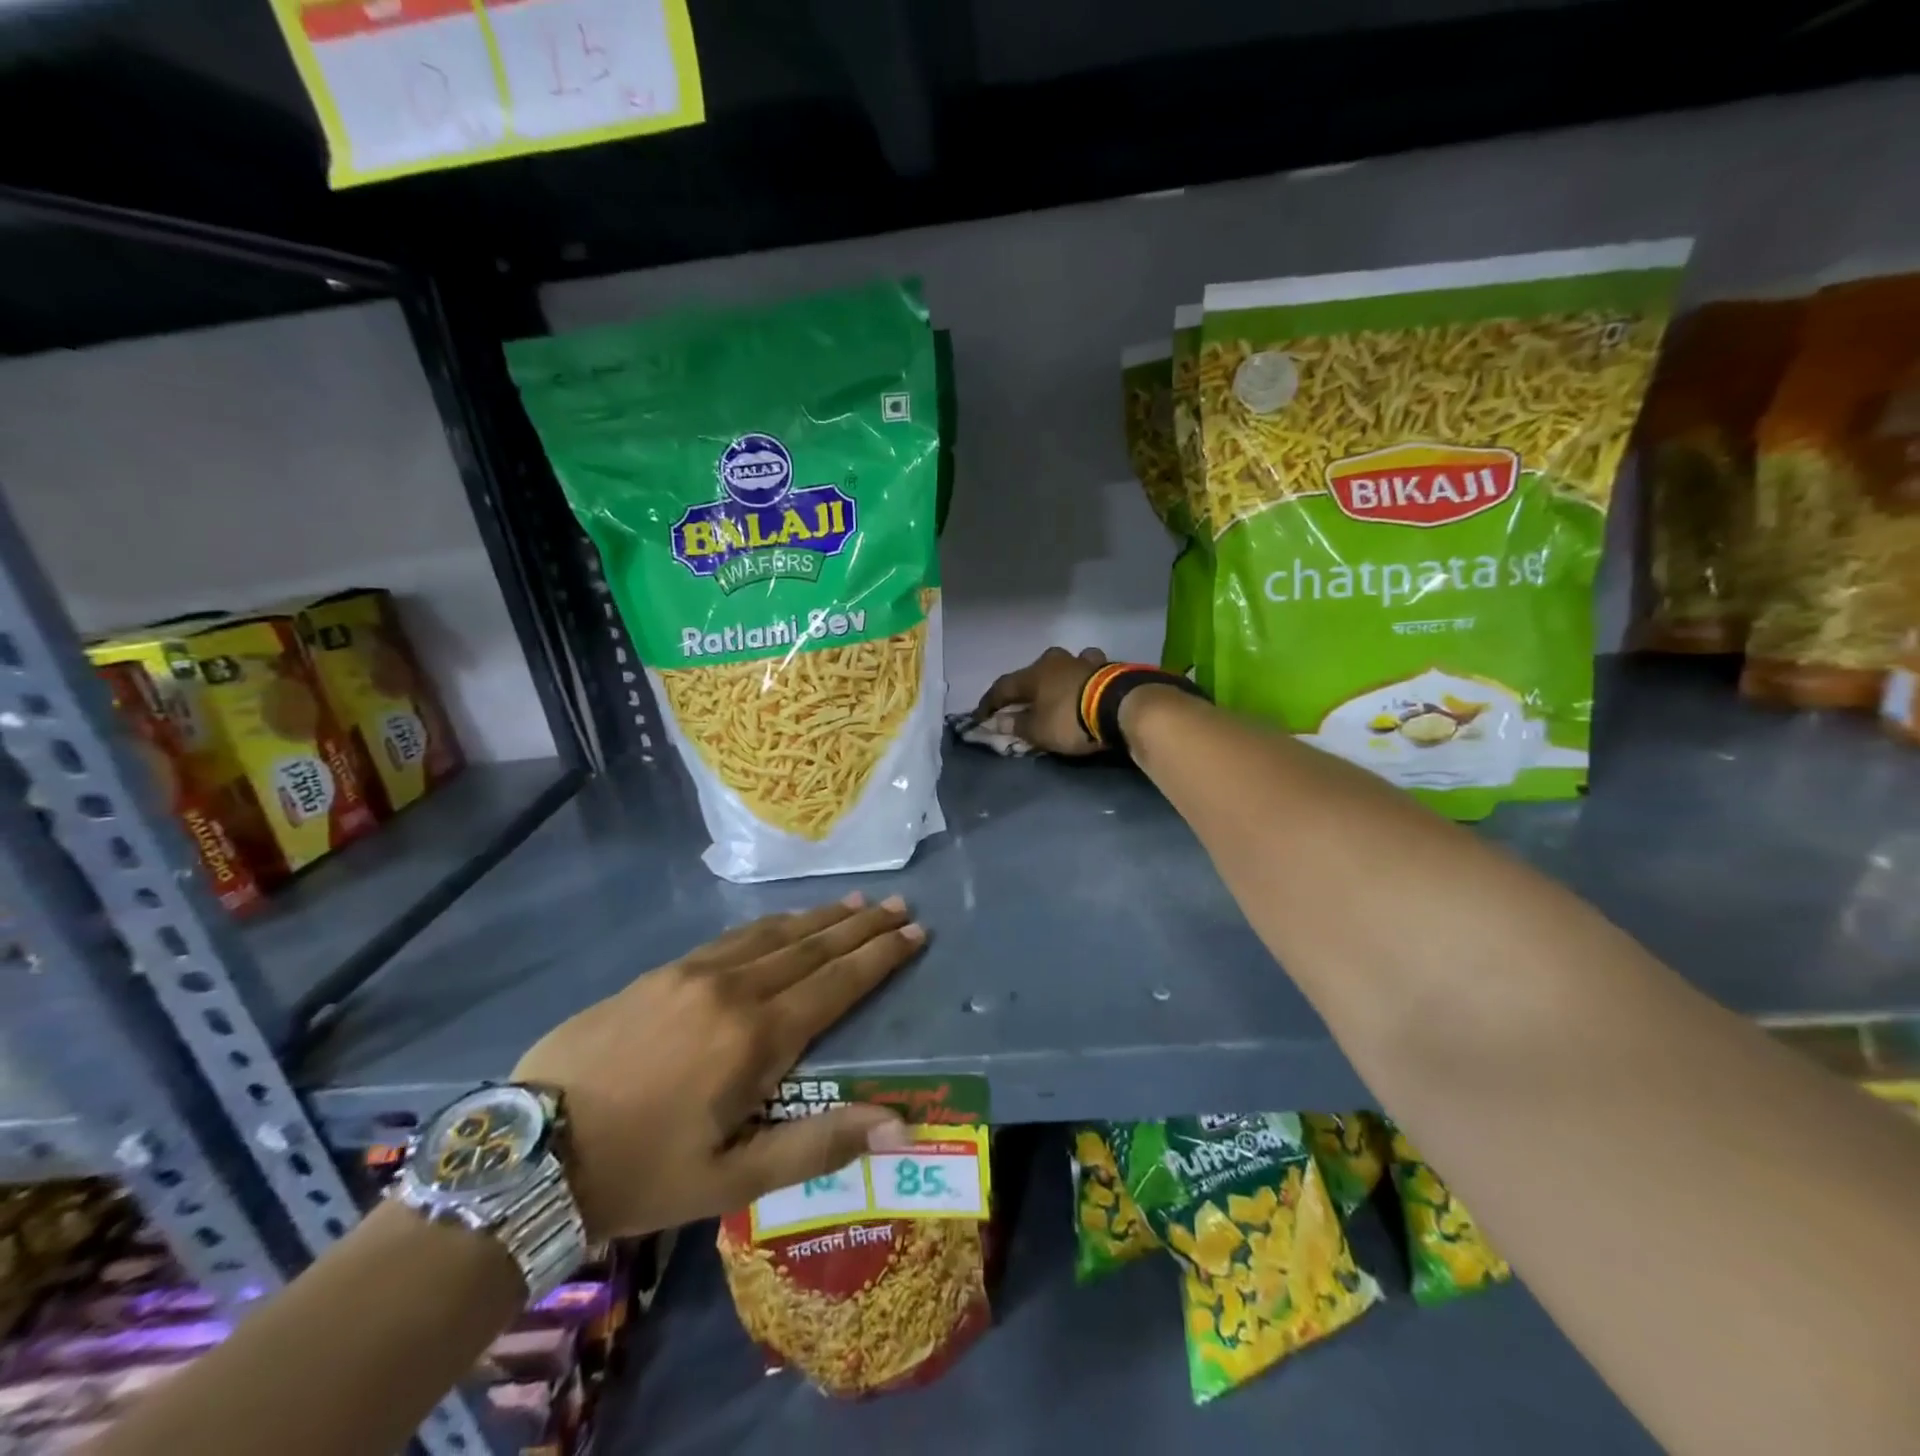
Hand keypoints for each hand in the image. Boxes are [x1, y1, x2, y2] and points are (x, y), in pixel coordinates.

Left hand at [514, 894, 925, 1239]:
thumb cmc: (642, 1173)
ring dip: (819, 918)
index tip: (914, 932)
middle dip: (860, 926)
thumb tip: (901, 1126)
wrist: (531, 1151)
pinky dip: (772, 925)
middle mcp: (733, 989)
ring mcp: (693, 972)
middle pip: (812, 946)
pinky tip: (783, 922)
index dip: (880, 956)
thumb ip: (819, 1145)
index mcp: (756, 1037)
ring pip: (773, 933)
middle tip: (898, 905)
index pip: (837, 983)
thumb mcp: (733, 1180)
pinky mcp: (662, 971)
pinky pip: (733, 937)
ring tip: (853, 904)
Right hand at [976, 646, 1108, 754]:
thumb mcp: (1038, 731)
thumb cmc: (1071, 719)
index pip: (1003, 687)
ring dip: (1061, 677)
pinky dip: (1086, 680)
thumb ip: (1017, 725)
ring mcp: (1085, 661)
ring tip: (1062, 690)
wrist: (1123, 706)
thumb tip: (999, 721)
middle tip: (1027, 700)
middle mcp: (1056, 661)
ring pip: (1067, 664)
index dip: (989, 703)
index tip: (980, 717)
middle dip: (1030, 685)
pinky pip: (1091, 671)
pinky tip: (1090, 687)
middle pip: (1036, 670)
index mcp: (1034, 674)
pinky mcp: (1110, 667)